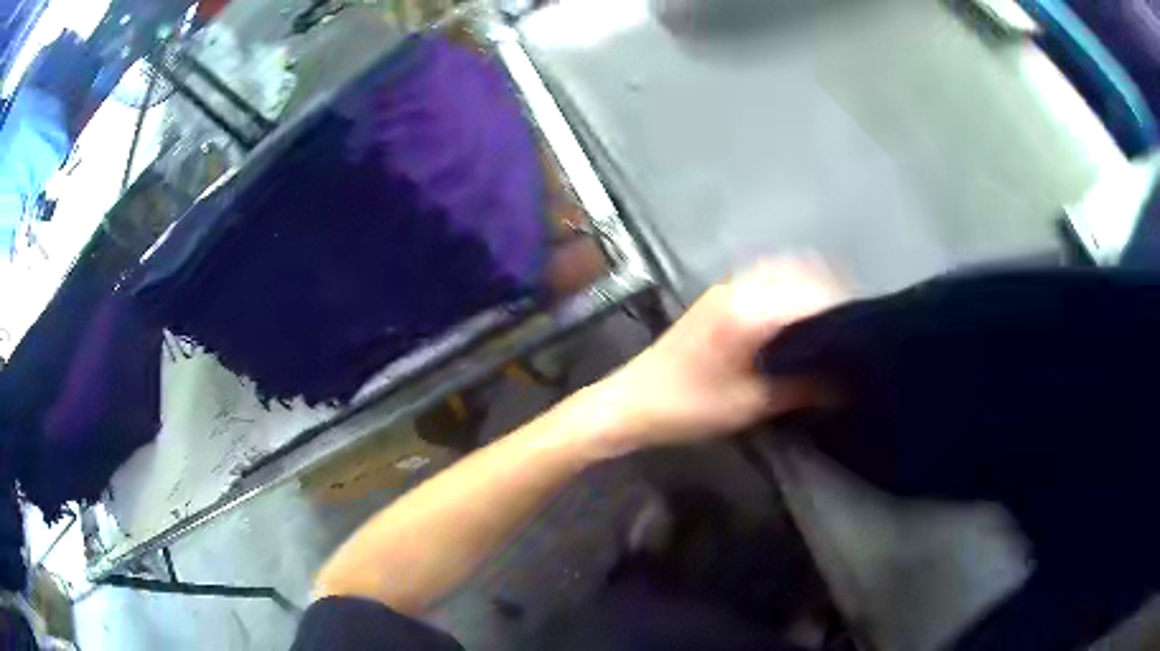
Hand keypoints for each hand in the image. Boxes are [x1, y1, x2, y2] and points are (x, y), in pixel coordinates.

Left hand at [591, 258, 844, 451]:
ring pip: (784, 272)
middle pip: (801, 274)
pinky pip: (766, 279)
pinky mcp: (718, 296)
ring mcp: (727, 287)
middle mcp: (740, 286)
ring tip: (834, 323)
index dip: (843, 308)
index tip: (866, 329)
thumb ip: (802, 388)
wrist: (629, 401)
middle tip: (854, 327)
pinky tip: (800, 317)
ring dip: (811, 288)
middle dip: (832, 294)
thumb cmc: (686, 407)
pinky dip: (789, 289)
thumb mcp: (749, 404)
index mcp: (749, 309)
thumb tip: (847, 382)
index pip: (812, 295)